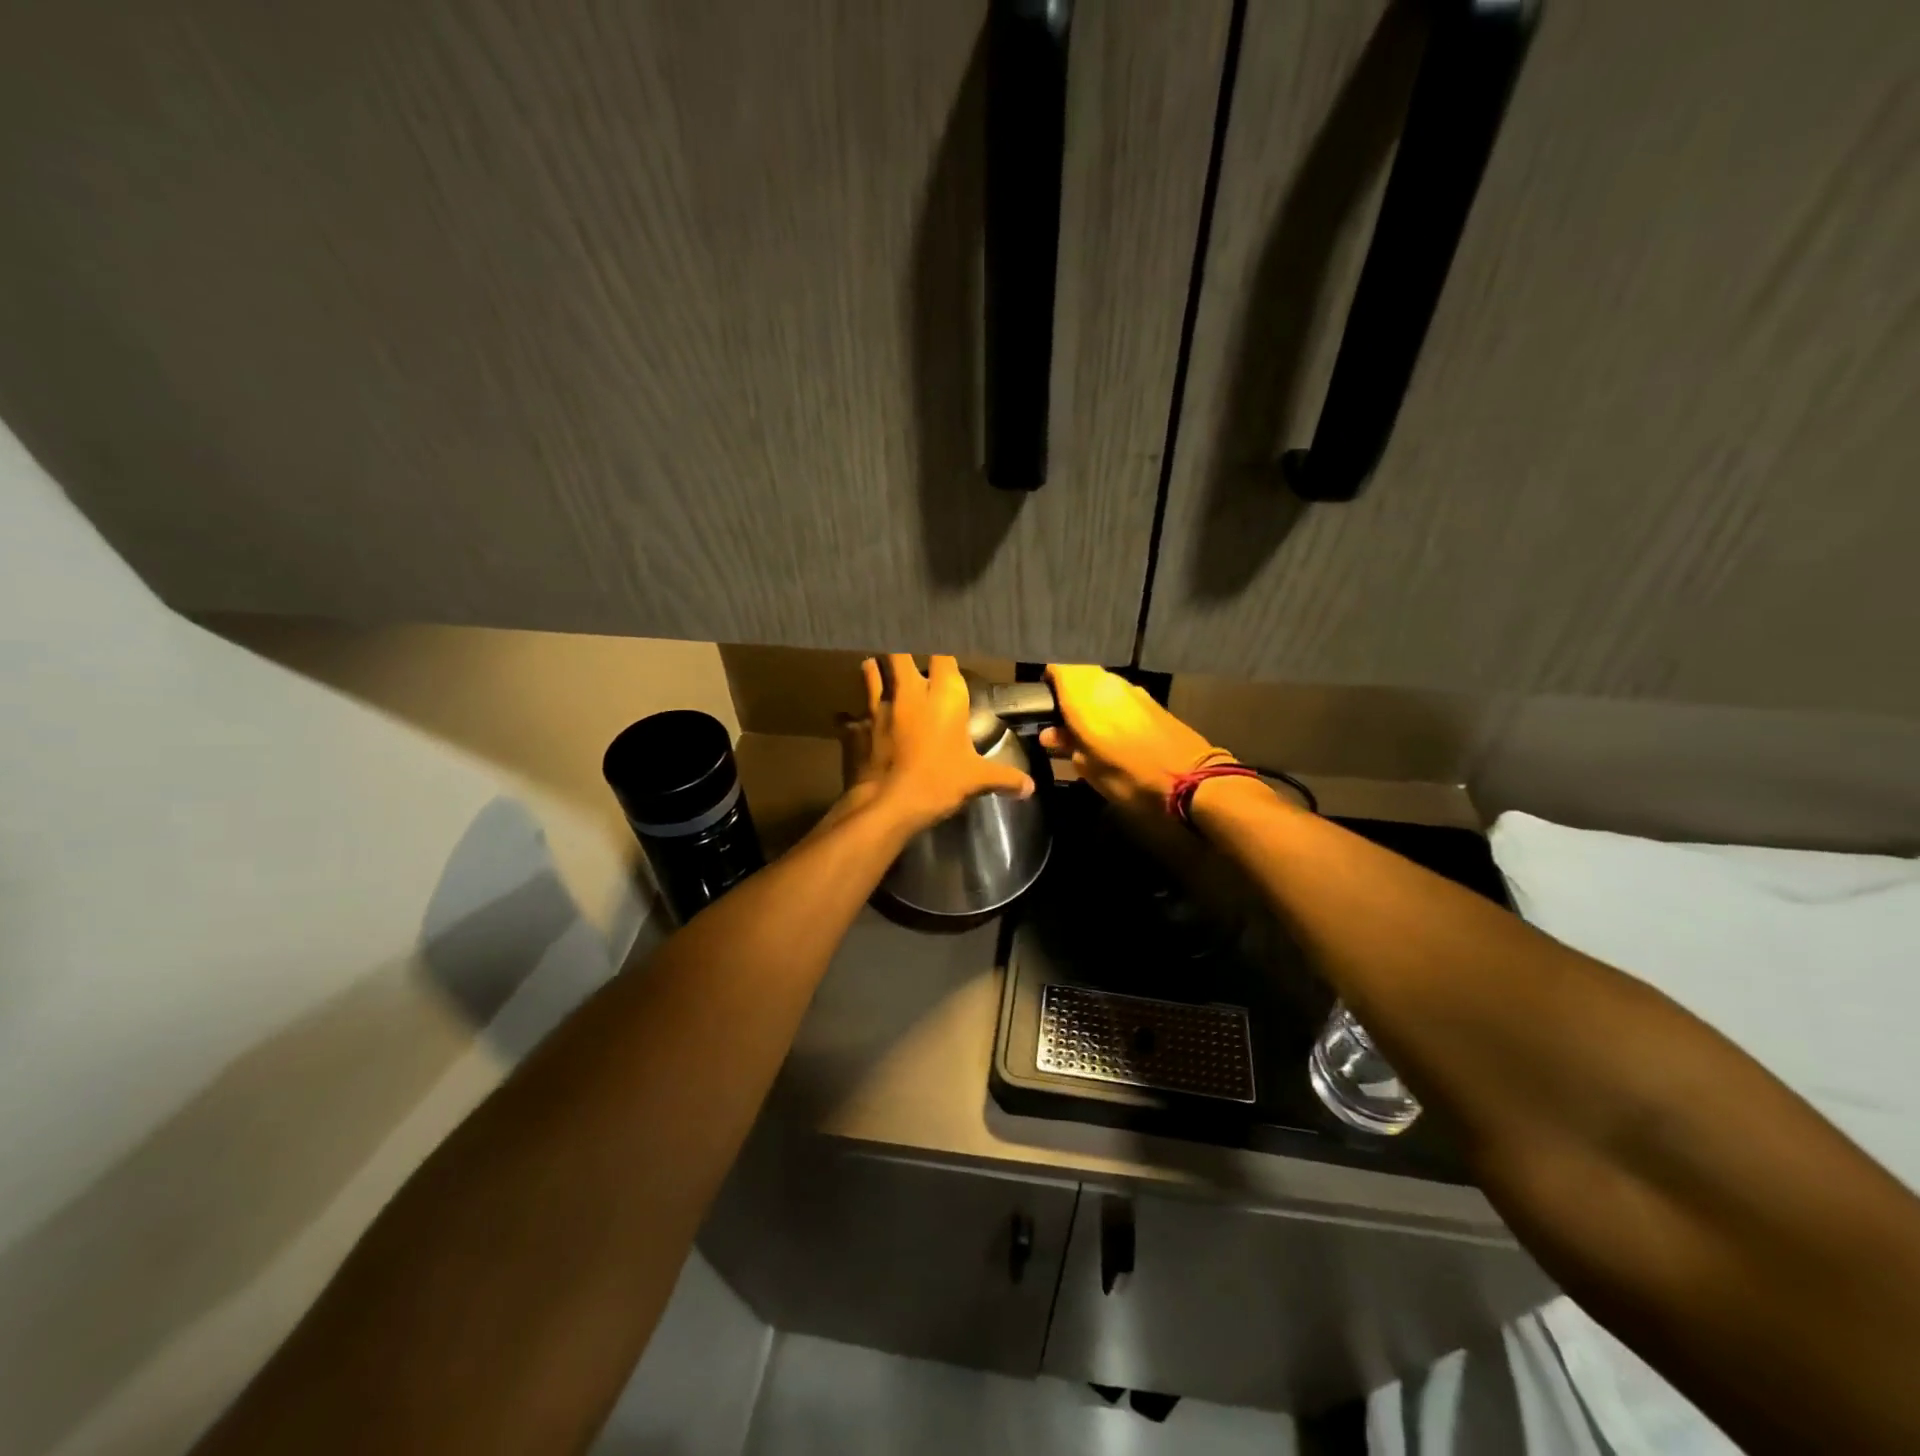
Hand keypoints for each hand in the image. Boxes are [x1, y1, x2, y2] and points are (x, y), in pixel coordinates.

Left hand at [842, 655, 1032, 832]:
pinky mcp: (854, 728)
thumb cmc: (939, 783)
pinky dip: (850, 717)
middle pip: (898, 652)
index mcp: (943, 696)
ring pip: (870, 672)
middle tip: (904, 655)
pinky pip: (848, 716)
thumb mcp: (977, 780)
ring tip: (875, 668)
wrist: (888, 805)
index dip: (941, 647)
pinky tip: (850, 721)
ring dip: (873, 669)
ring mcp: (876, 707)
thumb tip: (1030, 788)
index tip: (942, 648)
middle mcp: (909, 692)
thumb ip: (1004, 778)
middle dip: (900, 650)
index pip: (943, 654)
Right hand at [1041, 665, 1225, 813]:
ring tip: (1084, 728)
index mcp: (1083, 696)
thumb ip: (1067, 745)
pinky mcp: (1149, 699)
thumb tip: (1051, 734)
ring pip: (1099, 683)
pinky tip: (1110, 730)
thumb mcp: (1088, 768)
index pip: (1056, 668)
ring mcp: (1130, 688)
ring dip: (1090, 699)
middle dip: (1068, 692)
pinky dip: (1109, 705)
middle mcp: (1106, 683)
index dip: (1046, 683)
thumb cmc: (1128, 775)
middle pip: (1078, 674)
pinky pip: (1118, 694)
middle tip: (1061, 720)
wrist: (1190, 779)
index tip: (1041, 705)